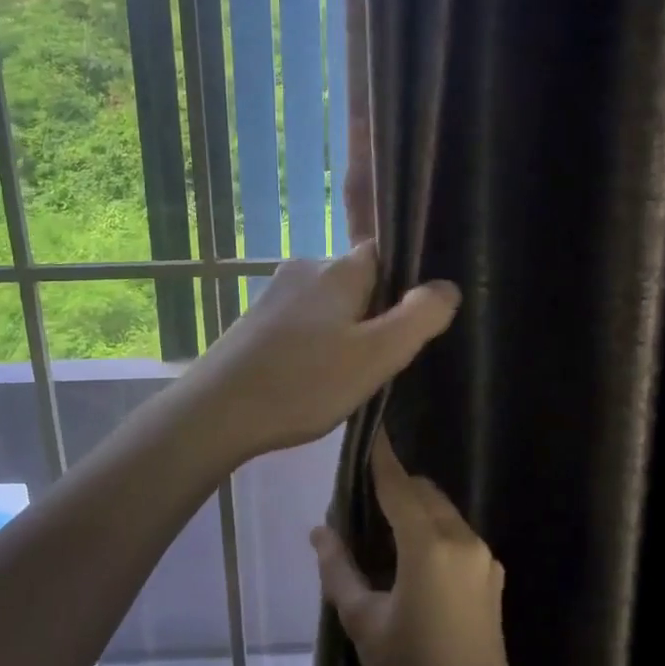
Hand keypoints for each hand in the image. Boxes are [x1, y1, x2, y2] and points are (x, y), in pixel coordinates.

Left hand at [186, 240, 459, 461]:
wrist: (217, 412)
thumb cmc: (304, 382)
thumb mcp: (376, 355)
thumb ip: (419, 318)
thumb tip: (447, 286)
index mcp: (339, 269)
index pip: (385, 253)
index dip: (406, 282)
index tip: (415, 319)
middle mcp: (306, 269)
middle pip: (358, 280)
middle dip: (375, 312)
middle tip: (384, 358)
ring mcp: (275, 293)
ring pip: (330, 303)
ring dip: (344, 330)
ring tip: (348, 374)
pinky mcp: (256, 320)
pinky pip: (303, 321)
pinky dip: (316, 341)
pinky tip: (313, 376)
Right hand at [312, 434, 520, 665]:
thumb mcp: (364, 623)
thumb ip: (339, 570)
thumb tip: (319, 531)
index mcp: (429, 547)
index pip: (399, 486)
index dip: (381, 457)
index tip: (369, 429)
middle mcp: (462, 540)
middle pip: (424, 493)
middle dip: (396, 485)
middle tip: (361, 499)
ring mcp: (483, 557)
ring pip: (443, 511)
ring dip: (415, 508)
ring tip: (382, 530)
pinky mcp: (492, 576)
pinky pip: (457, 533)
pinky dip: (433, 529)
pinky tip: (411, 558)